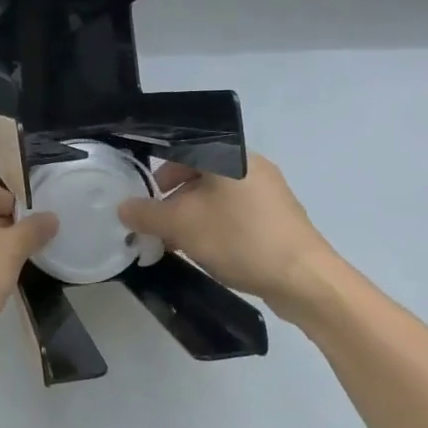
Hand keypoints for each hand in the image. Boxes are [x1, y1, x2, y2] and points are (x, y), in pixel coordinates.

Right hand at [117, 152, 334, 303]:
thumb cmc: (239, 238)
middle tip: (155, 224)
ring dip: (190, 216)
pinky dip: (214, 226)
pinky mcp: (277, 217)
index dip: (156, 173)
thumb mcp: (182, 225)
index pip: (182, 149)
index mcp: (229, 155)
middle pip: (198, 174)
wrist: (304, 278)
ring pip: (215, 197)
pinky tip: (204, 251)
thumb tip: (123, 208)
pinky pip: (234, 213)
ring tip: (175, 243)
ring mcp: (267, 192)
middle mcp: (250, 165)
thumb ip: (147, 214)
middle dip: (171, 200)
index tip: (142, 199)